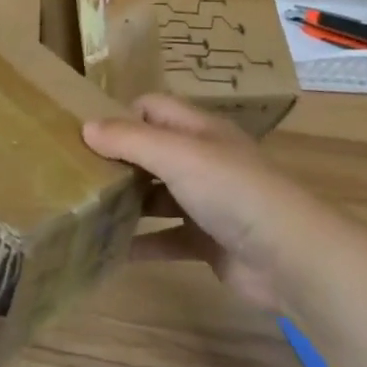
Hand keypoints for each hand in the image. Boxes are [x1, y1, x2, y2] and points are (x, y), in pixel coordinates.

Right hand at [83, 95, 309, 312]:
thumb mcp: (177, 155)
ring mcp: (206, 202)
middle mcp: (202, 160)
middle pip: (151, 152)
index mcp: (198, 130)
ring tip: (84, 210)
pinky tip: (110, 251)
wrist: (291, 257)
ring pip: (156, 195)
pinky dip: (142, 243)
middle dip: (117, 161)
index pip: (152, 108)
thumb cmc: (232, 191)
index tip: (84, 135)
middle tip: (75, 174)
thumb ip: (130, 140)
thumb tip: (85, 126)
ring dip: (126, 202)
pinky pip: (166, 238)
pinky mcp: (207, 241)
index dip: (121, 116)